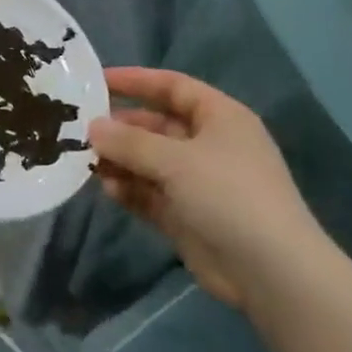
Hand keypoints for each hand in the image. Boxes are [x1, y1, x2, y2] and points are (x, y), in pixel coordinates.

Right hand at [87, 68, 323, 305]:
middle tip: (80, 129)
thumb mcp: (176, 160)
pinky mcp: (189, 216)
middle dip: (121, 128)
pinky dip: (131, 190)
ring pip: (150, 162)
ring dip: (121, 161)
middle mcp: (209, 145)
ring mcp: (199, 182)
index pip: (172, 87)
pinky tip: (109, 190)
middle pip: (157, 126)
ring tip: (88, 162)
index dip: (136, 80)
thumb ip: (130, 142)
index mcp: (219, 117)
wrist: (271, 271)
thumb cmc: (228, 194)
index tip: (96, 80)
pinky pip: (152, 194)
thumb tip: (93, 127)